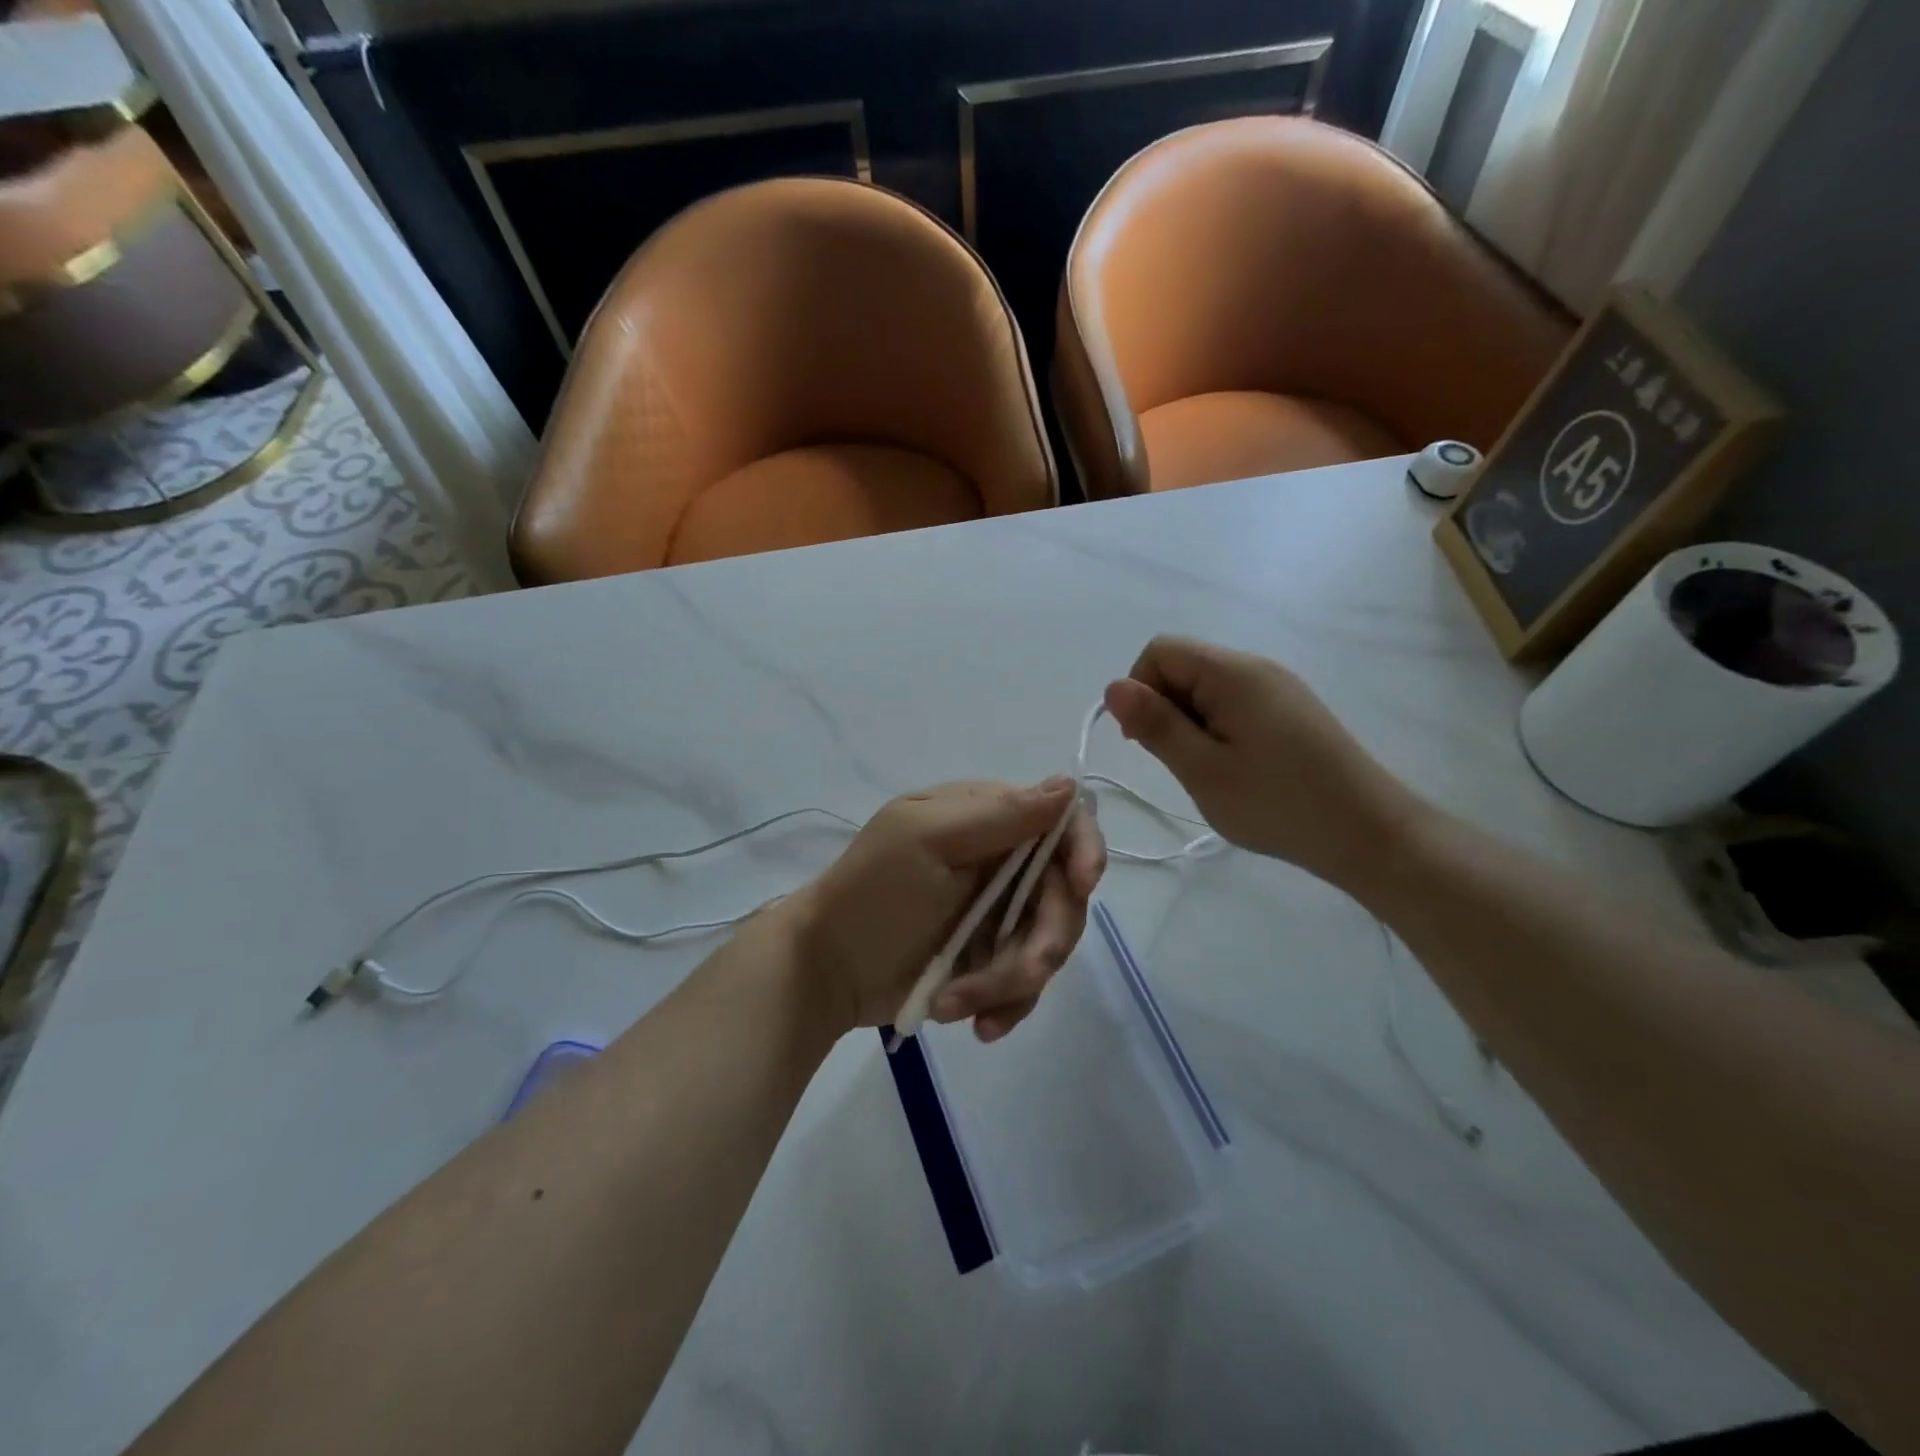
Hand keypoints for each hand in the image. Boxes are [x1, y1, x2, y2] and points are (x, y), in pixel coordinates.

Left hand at [793, 779, 1106, 1040]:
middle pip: (1065, 895)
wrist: (827, 968)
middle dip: (1045, 939)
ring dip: (1012, 981)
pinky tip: (976, 1024)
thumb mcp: (928, 839)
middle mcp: (1004, 862)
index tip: (1080, 885)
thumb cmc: (873, 891)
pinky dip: (1004, 1004)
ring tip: (958, 1003)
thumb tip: (1069, 783)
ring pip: (1048, 944)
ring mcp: (1000, 913)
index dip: (1083, 850)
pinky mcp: (992, 960)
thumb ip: (1000, 814)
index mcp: (990, 819)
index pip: (1063, 821)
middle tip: (1022, 972)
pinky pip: (1025, 983)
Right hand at [1103, 635, 1424, 888]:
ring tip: (1207, 771)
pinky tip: (1233, 769)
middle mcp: (1256, 668)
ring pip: (1207, 688)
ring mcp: (1278, 688)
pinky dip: (1216, 729)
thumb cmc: (1277, 803)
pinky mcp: (1291, 711)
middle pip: (1184, 665)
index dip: (1139, 689)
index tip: (1145, 740)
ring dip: (1190, 723)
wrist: (1368, 834)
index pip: (1161, 651)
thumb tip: (1114, 687)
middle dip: (1164, 708)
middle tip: (1179, 763)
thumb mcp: (1202, 769)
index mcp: (1233, 673)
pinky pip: (1234, 704)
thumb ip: (1156, 724)